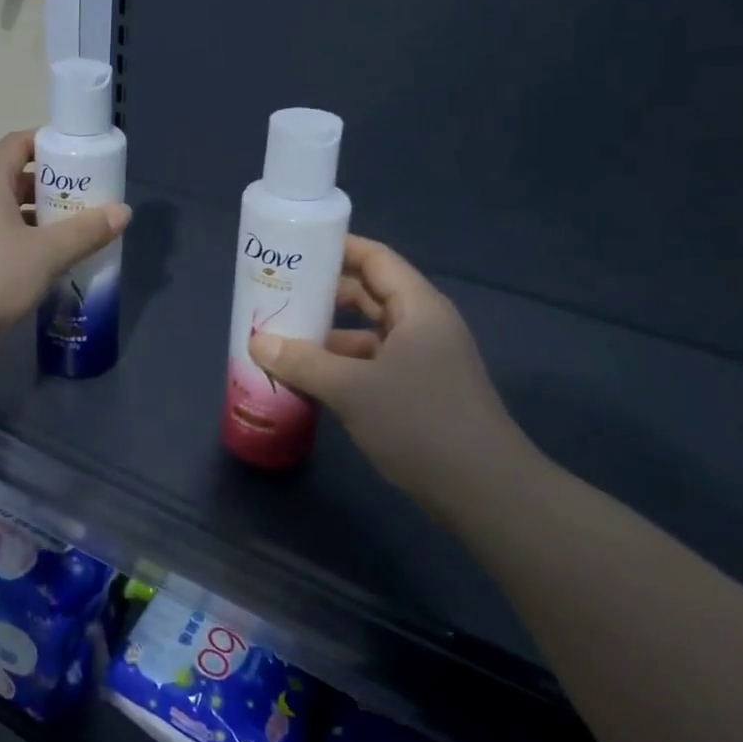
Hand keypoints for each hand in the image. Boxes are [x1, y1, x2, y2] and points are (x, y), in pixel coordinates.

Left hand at [0, 130, 130, 351]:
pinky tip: (48, 260)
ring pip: (8, 209)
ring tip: (74, 231)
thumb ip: (87, 230)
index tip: (80, 158)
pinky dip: (24, 239)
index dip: (49, 143)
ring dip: (40, 216)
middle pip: (15, 177)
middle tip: (86, 199)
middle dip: (52, 185)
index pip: (17, 143)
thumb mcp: (49, 253)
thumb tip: (123, 211)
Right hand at [248, 236, 536, 498]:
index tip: (296, 249)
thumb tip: (257, 343)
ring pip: (368, 335)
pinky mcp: (419, 393)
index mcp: (418, 308)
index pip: (376, 259)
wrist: (485, 492)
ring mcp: (423, 362)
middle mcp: (423, 327)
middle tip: (279, 294)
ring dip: (329, 336)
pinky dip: (342, 367)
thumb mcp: (353, 389)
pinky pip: (372, 366)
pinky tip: (309, 380)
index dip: (338, 249)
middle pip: (369, 295)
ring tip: (283, 339)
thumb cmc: (421, 422)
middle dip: (325, 294)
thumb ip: (303, 363)